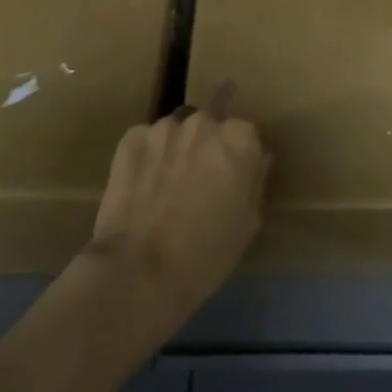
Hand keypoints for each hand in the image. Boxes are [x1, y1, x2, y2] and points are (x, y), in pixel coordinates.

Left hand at [85, 86, 269, 336]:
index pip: (246, 133)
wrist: (139, 269)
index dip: (239, 156)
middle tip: (198, 177)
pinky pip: (146, 140)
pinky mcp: (130, 138)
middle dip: (207, 143)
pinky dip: (148, 156)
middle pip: (211, 122)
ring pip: (176, 130)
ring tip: (167, 182)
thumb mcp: (247, 223)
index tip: (231, 177)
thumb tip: (260, 156)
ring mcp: (164, 127)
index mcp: (239, 139)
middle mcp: (203, 122)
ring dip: (177, 147)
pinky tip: (142, 186)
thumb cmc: (207, 253)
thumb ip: (256, 180)